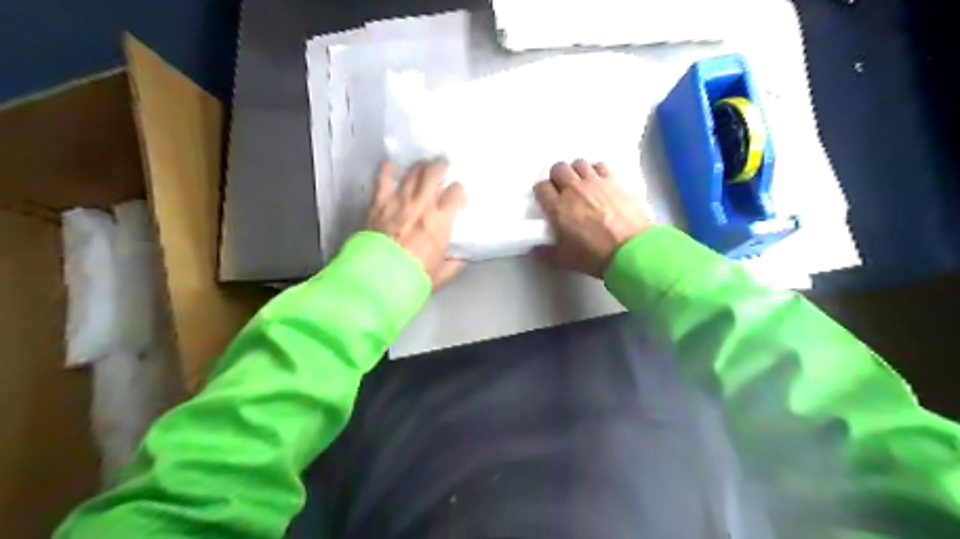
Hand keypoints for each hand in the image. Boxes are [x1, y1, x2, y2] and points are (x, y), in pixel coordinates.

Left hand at [366, 160, 466, 291]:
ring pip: (413, 171)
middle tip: (443, 165)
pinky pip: (384, 178)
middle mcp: (422, 204)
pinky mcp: (378, 202)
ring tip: (423, 165)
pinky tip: (392, 167)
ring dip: (420, 165)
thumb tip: (458, 257)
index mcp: (441, 221)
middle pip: (435, 172)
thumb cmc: (413, 277)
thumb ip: (453, 263)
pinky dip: (389, 169)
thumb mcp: (442, 274)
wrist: (378, 279)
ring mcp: (399, 200)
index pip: (456, 192)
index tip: (457, 196)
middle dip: (441, 166)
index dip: (459, 191)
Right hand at [532, 161, 652, 277]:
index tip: (547, 201)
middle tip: (562, 190)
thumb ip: (546, 252)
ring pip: (578, 163)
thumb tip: (536, 249)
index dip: (542, 193)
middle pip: (558, 168)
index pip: (541, 188)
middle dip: (557, 177)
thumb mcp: (564, 260)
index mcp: (557, 208)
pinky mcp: (614, 181)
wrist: (630, 250)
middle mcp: (573, 189)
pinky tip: (599, 182)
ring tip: (581, 184)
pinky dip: (596, 171)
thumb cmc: (594, 256)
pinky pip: (600, 166)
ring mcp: (595, 182)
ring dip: (576, 172)